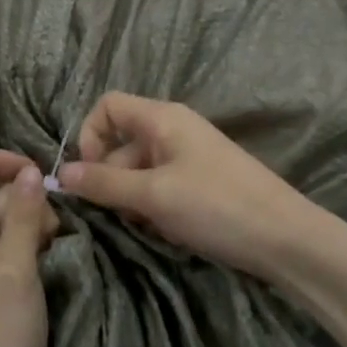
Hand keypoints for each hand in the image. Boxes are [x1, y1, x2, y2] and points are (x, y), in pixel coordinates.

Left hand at [0, 151, 58, 346]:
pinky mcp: (2, 290)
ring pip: (13, 225)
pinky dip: (40, 249)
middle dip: (29, 200)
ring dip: (39, 226)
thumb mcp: (14, 269)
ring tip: (60, 248)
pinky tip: (59, 262)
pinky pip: (20, 252)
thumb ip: (22, 217)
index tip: (34, 174)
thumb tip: (30, 170)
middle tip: (56, 229)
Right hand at [58, 93, 314, 282]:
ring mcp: (189, 158)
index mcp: (163, 118)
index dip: (90, 136)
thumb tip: (60, 174)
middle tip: (117, 214)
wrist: (286, 240)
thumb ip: (104, 183)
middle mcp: (173, 130)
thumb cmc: (216, 206)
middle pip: (120, 143)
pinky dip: (154, 209)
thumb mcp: (153, 195)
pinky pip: (160, 188)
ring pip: (139, 171)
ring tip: (147, 226)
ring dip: (132, 199)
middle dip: (110, 178)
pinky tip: (167, 232)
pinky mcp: (200, 184)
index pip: (108, 107)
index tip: (89, 176)